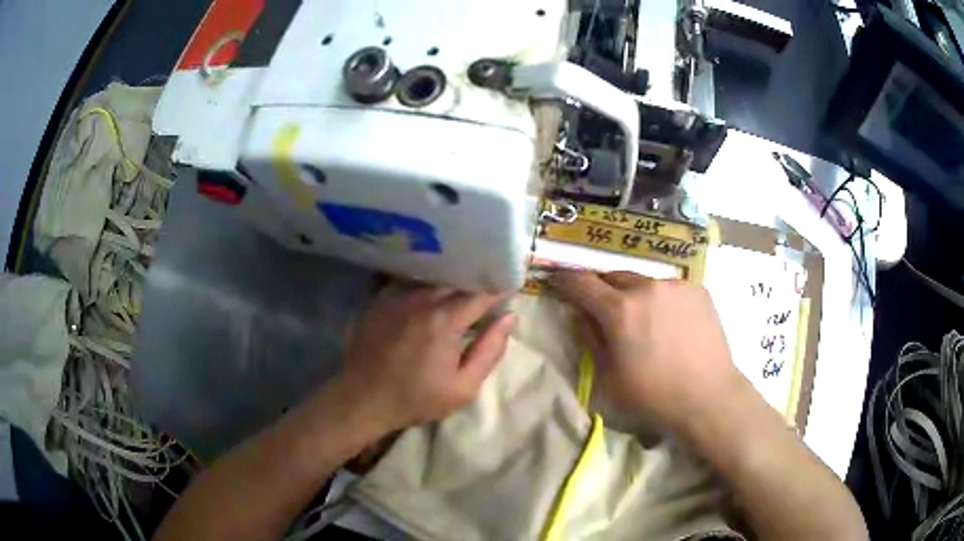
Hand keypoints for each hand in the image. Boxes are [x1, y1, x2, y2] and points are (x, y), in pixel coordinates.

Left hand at [338, 286, 513, 433]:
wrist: (363, 399)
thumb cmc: (416, 398)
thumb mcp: (463, 387)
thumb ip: (490, 351)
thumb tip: (509, 318)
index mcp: (445, 320)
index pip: (481, 294)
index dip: (498, 290)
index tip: (510, 290)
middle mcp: (421, 299)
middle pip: (456, 281)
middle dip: (475, 284)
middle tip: (486, 292)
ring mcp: (397, 296)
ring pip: (433, 280)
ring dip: (450, 283)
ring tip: (460, 292)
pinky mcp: (380, 300)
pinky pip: (410, 283)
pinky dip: (425, 286)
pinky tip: (428, 298)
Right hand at [551, 270, 745, 430]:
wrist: (708, 397)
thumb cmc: (653, 396)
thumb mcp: (608, 377)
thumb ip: (590, 340)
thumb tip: (579, 315)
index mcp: (619, 311)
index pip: (581, 283)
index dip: (565, 280)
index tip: (557, 280)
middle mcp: (647, 287)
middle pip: (613, 277)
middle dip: (602, 289)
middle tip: (603, 309)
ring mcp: (675, 286)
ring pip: (643, 281)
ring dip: (634, 294)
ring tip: (643, 320)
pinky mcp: (698, 290)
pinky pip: (669, 288)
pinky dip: (661, 299)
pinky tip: (670, 322)